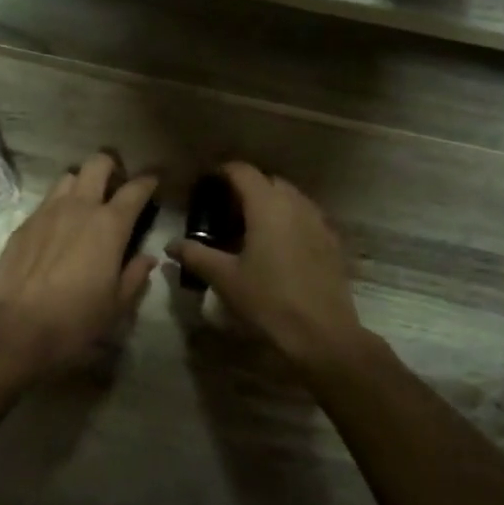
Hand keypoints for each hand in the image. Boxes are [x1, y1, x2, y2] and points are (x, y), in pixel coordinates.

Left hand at [0, 152, 158, 371]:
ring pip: (68, 177)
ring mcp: (47, 211)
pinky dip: (59, 205)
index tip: (155, 180)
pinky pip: (46, 201)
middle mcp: (79, 206)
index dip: (149, 180)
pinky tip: (59, 228)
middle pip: (97, 164)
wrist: (16, 327)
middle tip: (117, 185)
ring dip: (82, 182)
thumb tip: (146, 258)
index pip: (136, 189)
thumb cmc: (76, 319)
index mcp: (110, 224)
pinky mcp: (24, 224)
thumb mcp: (117, 304)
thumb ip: (135, 275)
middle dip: (112, 166)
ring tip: (86, 203)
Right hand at [166, 163, 370, 371]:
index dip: (222, 172)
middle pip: (268, 181)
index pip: (243, 171)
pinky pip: (306, 217)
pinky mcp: (332, 242)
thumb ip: (196, 255)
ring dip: (269, 203)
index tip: (206, 183)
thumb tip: (171, 245)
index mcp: (267, 205)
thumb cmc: (268, 300)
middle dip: (246, 188)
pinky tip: (276, 247)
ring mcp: (318, 222)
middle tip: (224, 210)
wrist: (321, 333)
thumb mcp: (224, 278)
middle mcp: (296, 204)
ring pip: (290, 198)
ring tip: (249, 227)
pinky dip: (288, 221)